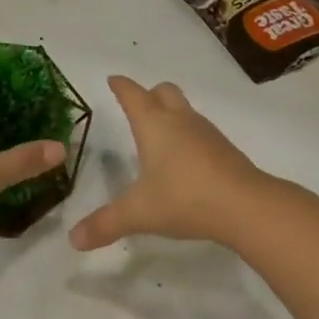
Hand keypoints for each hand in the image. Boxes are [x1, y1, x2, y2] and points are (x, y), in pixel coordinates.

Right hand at [69, 77, 273, 250]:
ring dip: (171, 113)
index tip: (113, 79)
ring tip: (160, 134)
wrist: (245, 205)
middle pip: (164, 91)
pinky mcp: (224, 149)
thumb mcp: (139, 213)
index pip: (133, 95)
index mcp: (154, 125)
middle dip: (149, 94)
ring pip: (185, 109)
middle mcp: (180, 120)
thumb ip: (105, 224)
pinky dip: (189, 135)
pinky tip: (185, 159)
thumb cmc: (184, 198)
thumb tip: (73, 239)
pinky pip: (200, 131)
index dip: (121, 86)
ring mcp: (206, 132)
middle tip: (138, 105)